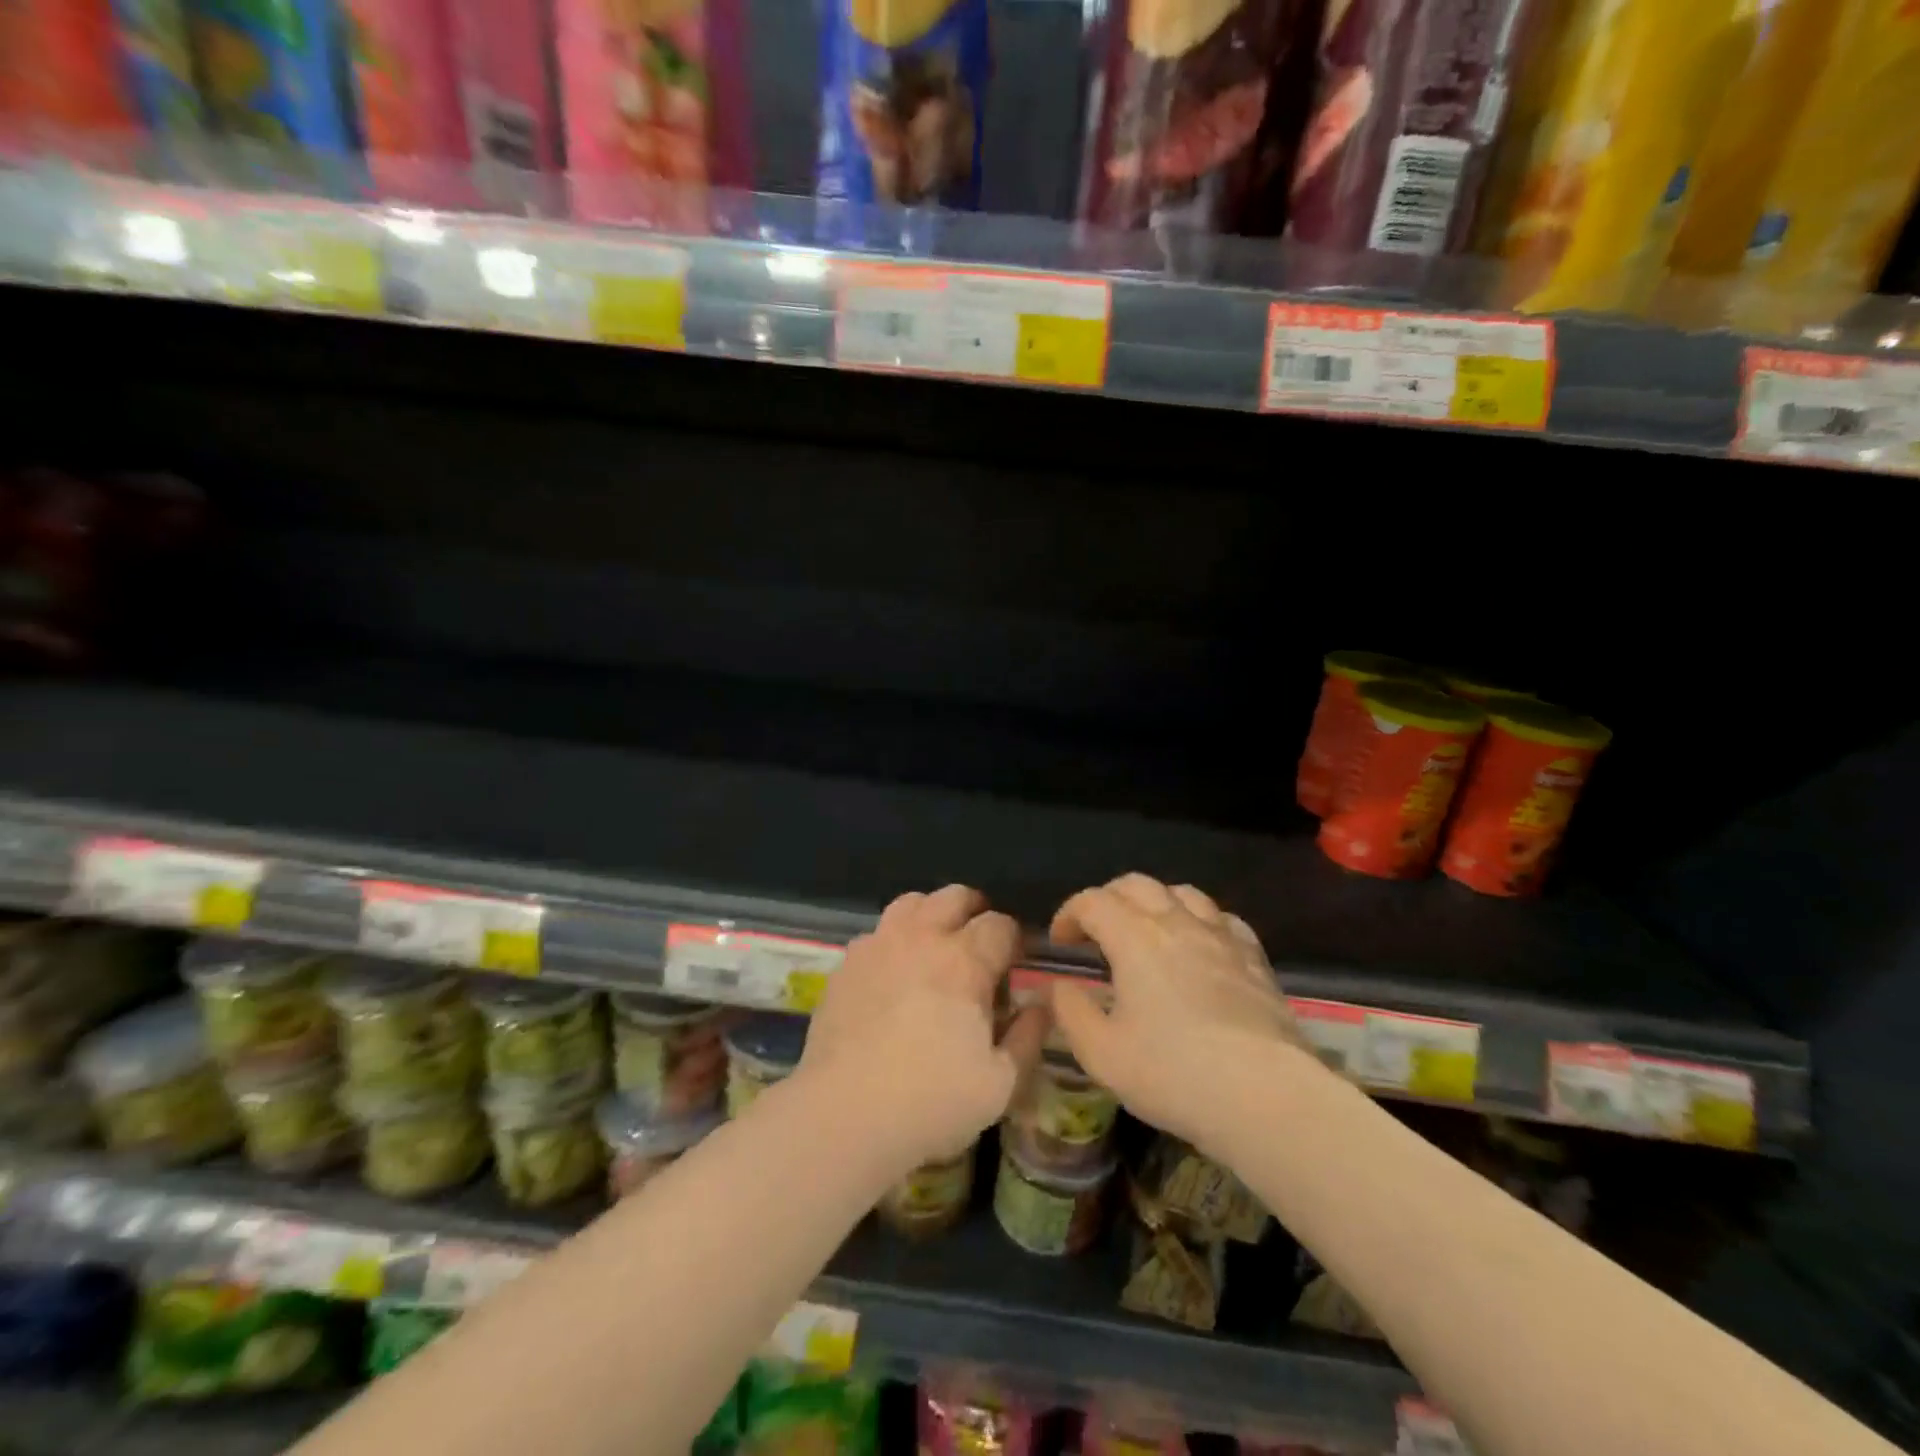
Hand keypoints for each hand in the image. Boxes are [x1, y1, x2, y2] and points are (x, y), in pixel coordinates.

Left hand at [796, 885, 1047, 1172]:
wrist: (844, 1116)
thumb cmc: (931, 1102)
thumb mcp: (1000, 1084)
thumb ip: (1028, 1037)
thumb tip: (1042, 1004)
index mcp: (965, 961)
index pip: (1000, 924)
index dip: (1014, 940)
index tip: (1015, 963)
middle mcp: (922, 938)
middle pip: (955, 897)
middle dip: (975, 912)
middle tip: (979, 945)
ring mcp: (878, 945)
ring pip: (911, 902)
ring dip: (931, 914)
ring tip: (935, 946)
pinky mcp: (846, 964)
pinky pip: (877, 933)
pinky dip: (894, 940)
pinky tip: (893, 974)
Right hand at [1048, 874, 1309, 1157]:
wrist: (1267, 1096)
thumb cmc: (1174, 1074)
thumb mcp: (1102, 1054)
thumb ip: (1071, 1013)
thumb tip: (1060, 987)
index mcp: (1134, 938)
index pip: (1093, 901)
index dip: (1069, 914)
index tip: (1060, 942)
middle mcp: (1177, 923)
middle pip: (1136, 884)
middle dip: (1108, 899)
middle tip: (1096, 931)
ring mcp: (1221, 937)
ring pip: (1183, 893)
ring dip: (1155, 902)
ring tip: (1147, 932)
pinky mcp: (1255, 959)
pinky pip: (1223, 919)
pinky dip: (1200, 921)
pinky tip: (1200, 946)